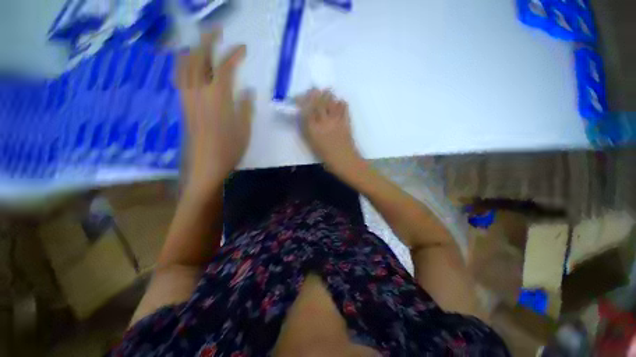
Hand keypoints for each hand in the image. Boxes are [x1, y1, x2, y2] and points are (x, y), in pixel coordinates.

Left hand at [177, 31, 252, 198]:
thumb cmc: (229, 149)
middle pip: (199, 58)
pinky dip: (183, 65)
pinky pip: (180, 78)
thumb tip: (249, 91)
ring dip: (192, 49)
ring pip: (184, 66)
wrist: (206, 165)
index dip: (234, 55)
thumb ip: (246, 107)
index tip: (243, 48)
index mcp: (218, 98)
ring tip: (200, 43)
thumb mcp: (244, 129)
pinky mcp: (184, 106)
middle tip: (217, 30)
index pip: (224, 68)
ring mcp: (188, 98)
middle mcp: (199, 92)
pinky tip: (188, 64)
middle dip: (208, 40)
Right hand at [297, 89, 361, 174]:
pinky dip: (339, 102)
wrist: (344, 160)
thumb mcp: (312, 144)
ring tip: (324, 95)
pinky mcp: (346, 120)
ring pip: (331, 100)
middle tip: (312, 92)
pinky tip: (337, 104)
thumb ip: (307, 129)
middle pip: (318, 101)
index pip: (306, 109)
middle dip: (313, 93)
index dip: (302, 101)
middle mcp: (324, 121)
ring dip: (326, 95)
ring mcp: (336, 120)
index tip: (299, 98)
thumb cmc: (326, 156)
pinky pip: (343, 106)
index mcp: (313, 129)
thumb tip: (304, 116)